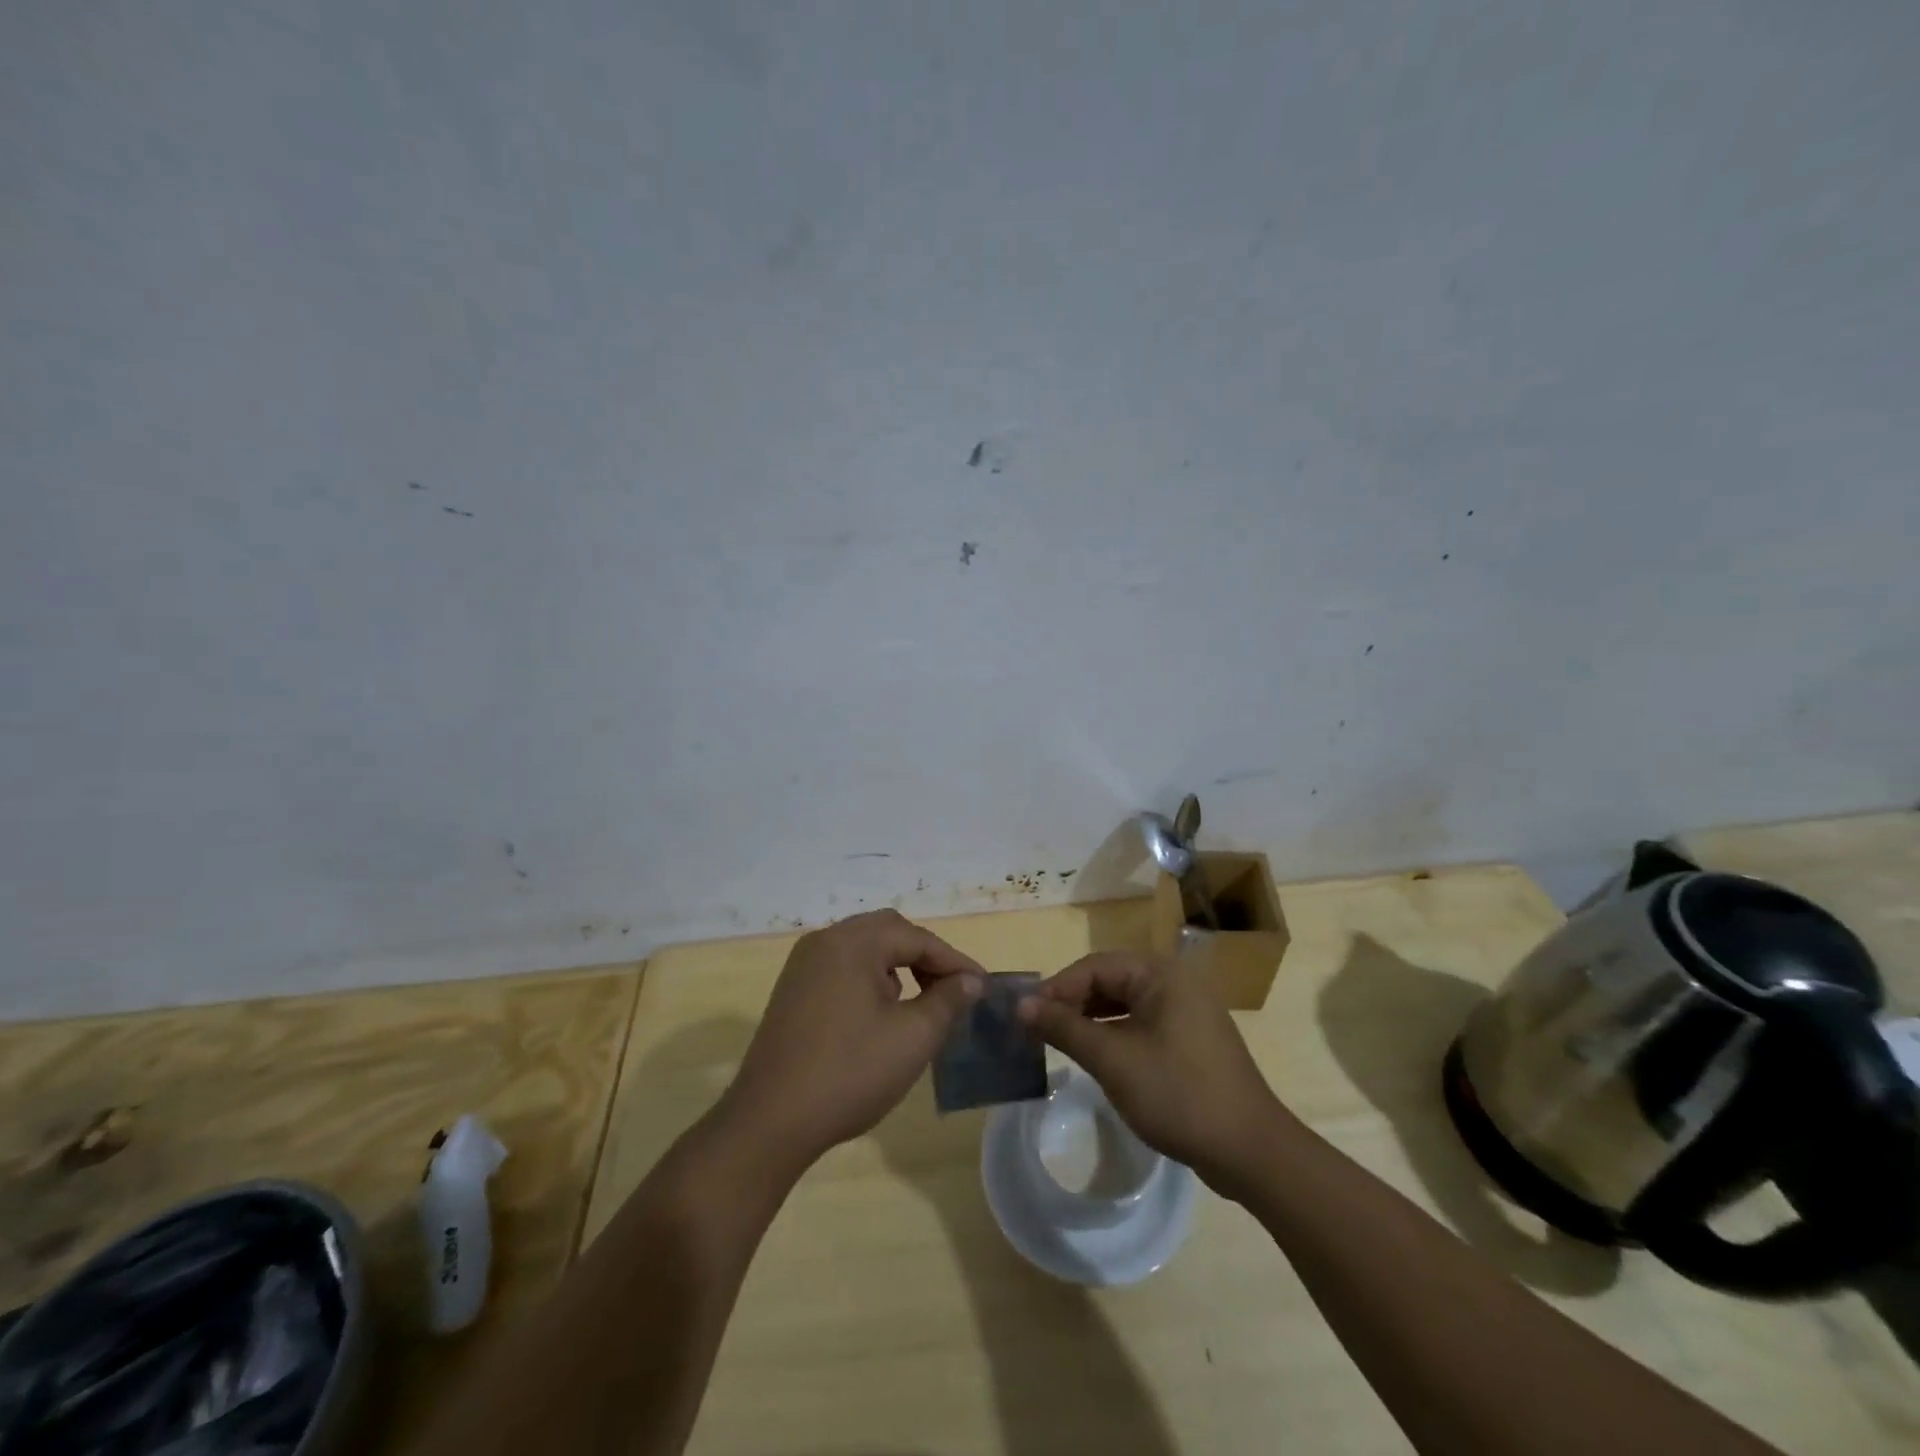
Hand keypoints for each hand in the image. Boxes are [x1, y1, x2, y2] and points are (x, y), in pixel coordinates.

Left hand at [720, 910, 984, 1166]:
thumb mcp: (912, 1038)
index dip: (955, 961)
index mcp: (852, 942)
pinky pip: (842, 968)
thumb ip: (947, 1000)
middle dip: (925, 957)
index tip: (984, 987)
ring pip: (864, 949)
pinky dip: (871, 978)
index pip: (917, 938)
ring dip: (898, 966)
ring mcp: (803, 965)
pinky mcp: (793, 990)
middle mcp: (825, 941)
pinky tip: (881, 1013)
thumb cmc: (849, 1073)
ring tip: (922, 1001)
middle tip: (954, 989)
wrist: (769, 1122)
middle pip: (888, 932)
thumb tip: (970, 981)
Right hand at [1018, 950, 1284, 1194]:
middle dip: (1072, 1003)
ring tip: (1059, 1042)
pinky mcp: (1189, 1038)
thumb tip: (1022, 1005)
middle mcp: (1174, 981)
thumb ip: (1065, 1027)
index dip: (1057, 988)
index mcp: (1160, 973)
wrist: (1250, 1150)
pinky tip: (1096, 1055)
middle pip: (1109, 980)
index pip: (1094, 966)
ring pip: (1124, 1003)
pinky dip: (1114, 1034)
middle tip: (1038, 1030)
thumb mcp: (1113, 1060)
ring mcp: (1186, 1010)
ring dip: (1091, 1019)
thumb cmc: (1178, 1094)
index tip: (1025, 1016)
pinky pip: (1141, 1023)